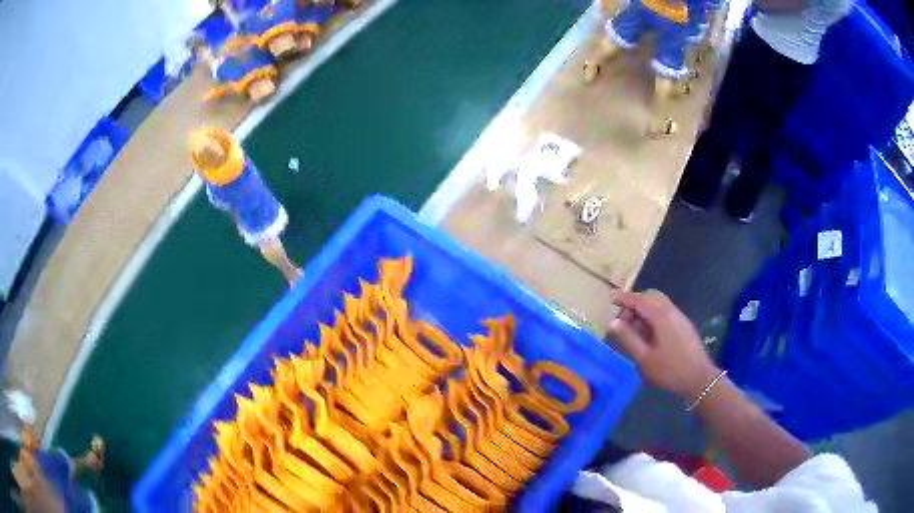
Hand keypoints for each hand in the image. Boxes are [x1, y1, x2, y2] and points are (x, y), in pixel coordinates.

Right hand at [607, 290, 719, 399]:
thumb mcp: (644, 358)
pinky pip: (665, 311)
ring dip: (644, 309)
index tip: (611, 297)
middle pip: (651, 297)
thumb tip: (612, 322)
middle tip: (623, 320)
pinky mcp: (684, 325)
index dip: (624, 298)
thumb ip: (628, 338)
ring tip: (634, 329)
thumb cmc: (669, 370)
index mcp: (661, 317)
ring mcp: (679, 317)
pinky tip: (649, 334)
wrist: (699, 378)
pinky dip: (653, 315)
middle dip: (635, 303)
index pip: (639, 300)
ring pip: (659, 303)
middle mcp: (671, 311)